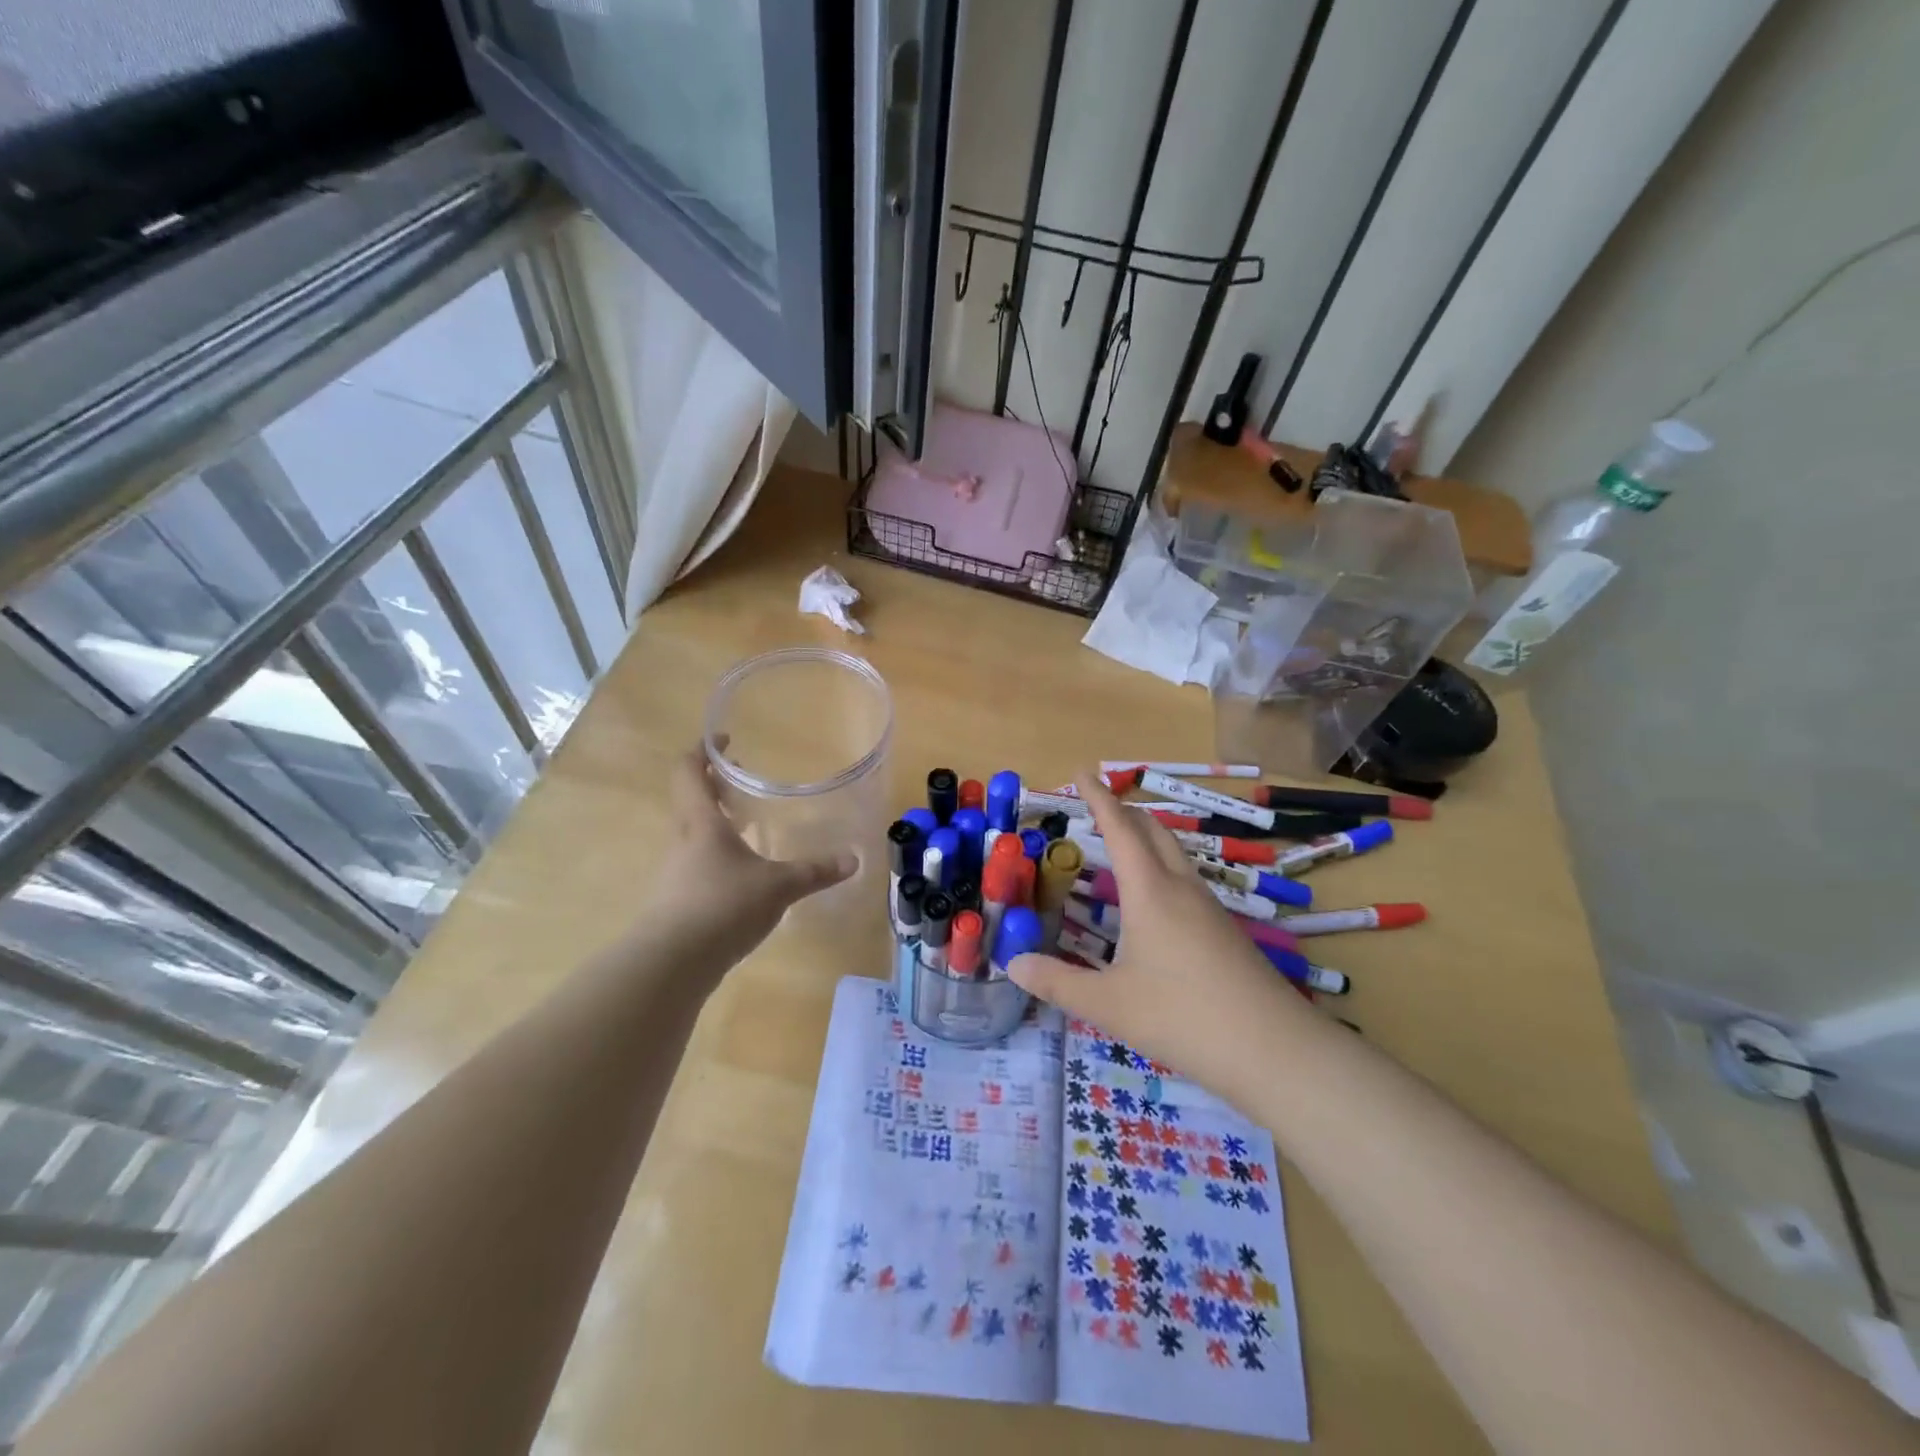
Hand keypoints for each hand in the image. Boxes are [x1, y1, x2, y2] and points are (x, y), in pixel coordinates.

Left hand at [640, 744, 856, 974]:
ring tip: (747, 827)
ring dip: (716, 823)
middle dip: (715, 787)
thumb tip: (853, 859)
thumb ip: (814, 872)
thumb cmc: (723, 906)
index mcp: (702, 823)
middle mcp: (684, 841)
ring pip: (694, 834)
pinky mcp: (677, 901)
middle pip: (691, 801)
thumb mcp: (778, 886)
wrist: (672, 963)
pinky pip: (697, 864)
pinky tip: (741, 875)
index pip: (689, 772)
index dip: (704, 751)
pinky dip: (717, 856)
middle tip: (744, 783)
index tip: (726, 741)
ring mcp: (676, 872)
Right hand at [1008, 772, 1305, 1098]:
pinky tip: (1154, 903)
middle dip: (1125, 811)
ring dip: (1146, 839)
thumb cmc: (1182, 1017)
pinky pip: (1187, 881)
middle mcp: (1181, 888)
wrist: (1274, 1049)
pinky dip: (1161, 869)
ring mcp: (1209, 909)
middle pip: (1154, 831)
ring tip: (1123, 847)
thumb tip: (1013, 964)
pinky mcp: (1225, 931)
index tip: (1082, 772)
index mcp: (1150, 892)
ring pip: (1174, 855)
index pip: (1119, 828)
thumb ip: (1057, 983)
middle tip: (1098, 806)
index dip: (1098, 797)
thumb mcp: (1108, 1004)